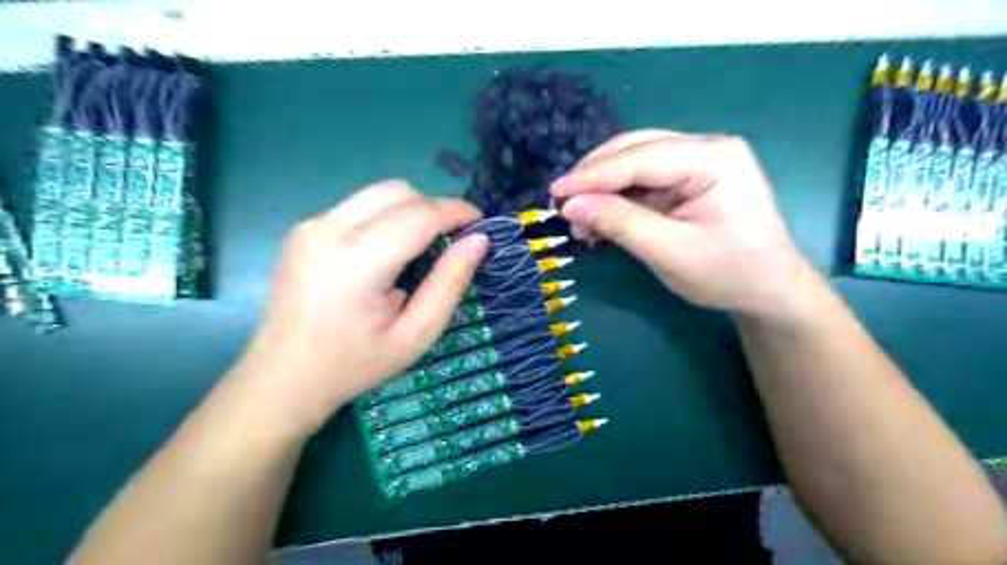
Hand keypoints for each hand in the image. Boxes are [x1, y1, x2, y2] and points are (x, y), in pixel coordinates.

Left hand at [233, 181, 488, 435]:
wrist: (283, 378)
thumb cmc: (354, 364)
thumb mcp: (416, 334)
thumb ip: (449, 283)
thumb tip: (478, 241)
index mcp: (359, 260)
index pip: (420, 214)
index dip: (456, 211)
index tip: (481, 222)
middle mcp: (329, 229)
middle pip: (397, 192)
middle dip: (433, 207)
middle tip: (452, 238)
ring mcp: (311, 225)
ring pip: (376, 193)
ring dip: (410, 209)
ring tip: (423, 245)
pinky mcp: (303, 230)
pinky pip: (357, 206)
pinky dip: (385, 217)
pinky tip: (387, 252)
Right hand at [551, 129, 816, 320]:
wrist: (768, 290)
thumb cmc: (728, 273)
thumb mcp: (670, 252)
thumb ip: (620, 223)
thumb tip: (571, 204)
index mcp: (714, 157)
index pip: (640, 158)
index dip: (593, 175)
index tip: (554, 192)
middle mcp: (706, 147)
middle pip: (635, 150)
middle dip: (595, 178)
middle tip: (562, 206)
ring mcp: (698, 161)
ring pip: (635, 164)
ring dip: (603, 191)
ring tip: (578, 221)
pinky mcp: (689, 179)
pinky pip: (643, 182)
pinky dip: (618, 200)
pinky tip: (599, 221)